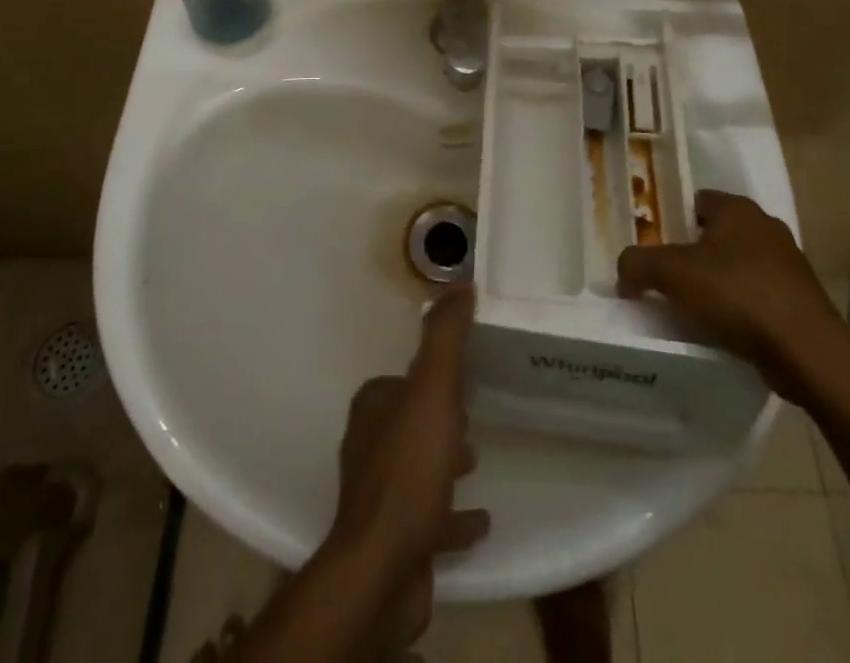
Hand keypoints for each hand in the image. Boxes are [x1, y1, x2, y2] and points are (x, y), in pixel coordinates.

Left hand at [327, 286, 489, 641]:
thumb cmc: (409, 468)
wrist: (383, 567)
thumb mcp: (433, 389)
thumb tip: (458, 282)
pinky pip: (429, 517)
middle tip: (472, 418)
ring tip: (477, 460)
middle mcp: (369, 445)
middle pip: (409, 421)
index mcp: (373, 408)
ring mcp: (379, 495)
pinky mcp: (394, 539)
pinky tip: (480, 521)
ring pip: (417, 466)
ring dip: (444, 461)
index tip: (460, 376)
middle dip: (437, 417)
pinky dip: (452, 515)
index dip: (429, 376)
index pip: (401, 379)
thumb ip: (445, 336)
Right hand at [616, 190, 848, 402]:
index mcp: (738, 209)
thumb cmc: (737, 294)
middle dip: (694, 253)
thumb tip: (624, 272)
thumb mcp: (671, 273)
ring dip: (718, 283)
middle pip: (718, 234)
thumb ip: (637, 264)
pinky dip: (740, 308)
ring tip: (692, 308)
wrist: (806, 351)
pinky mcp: (800, 301)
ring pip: (739, 266)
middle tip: (667, 278)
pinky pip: (758, 296)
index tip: (655, 246)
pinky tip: (723, 330)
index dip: (674, 220)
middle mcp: (766, 227)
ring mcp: (789, 265)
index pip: (698, 201)